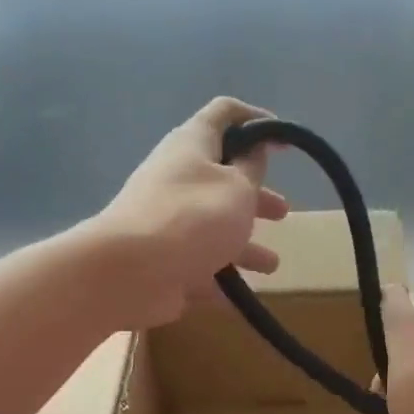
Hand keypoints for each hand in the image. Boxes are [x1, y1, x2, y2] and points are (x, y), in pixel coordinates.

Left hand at [91, 97, 289, 328]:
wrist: (130, 272)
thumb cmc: (193, 218)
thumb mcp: (238, 188)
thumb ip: (252, 168)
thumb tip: (255, 150)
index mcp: (193, 145)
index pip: (225, 113)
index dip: (256, 120)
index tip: (284, 142)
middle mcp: (177, 178)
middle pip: (222, 179)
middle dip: (256, 196)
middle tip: (282, 212)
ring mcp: (167, 222)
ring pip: (213, 228)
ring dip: (245, 245)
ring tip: (271, 266)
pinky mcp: (163, 260)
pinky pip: (199, 266)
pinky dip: (221, 280)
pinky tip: (241, 300)